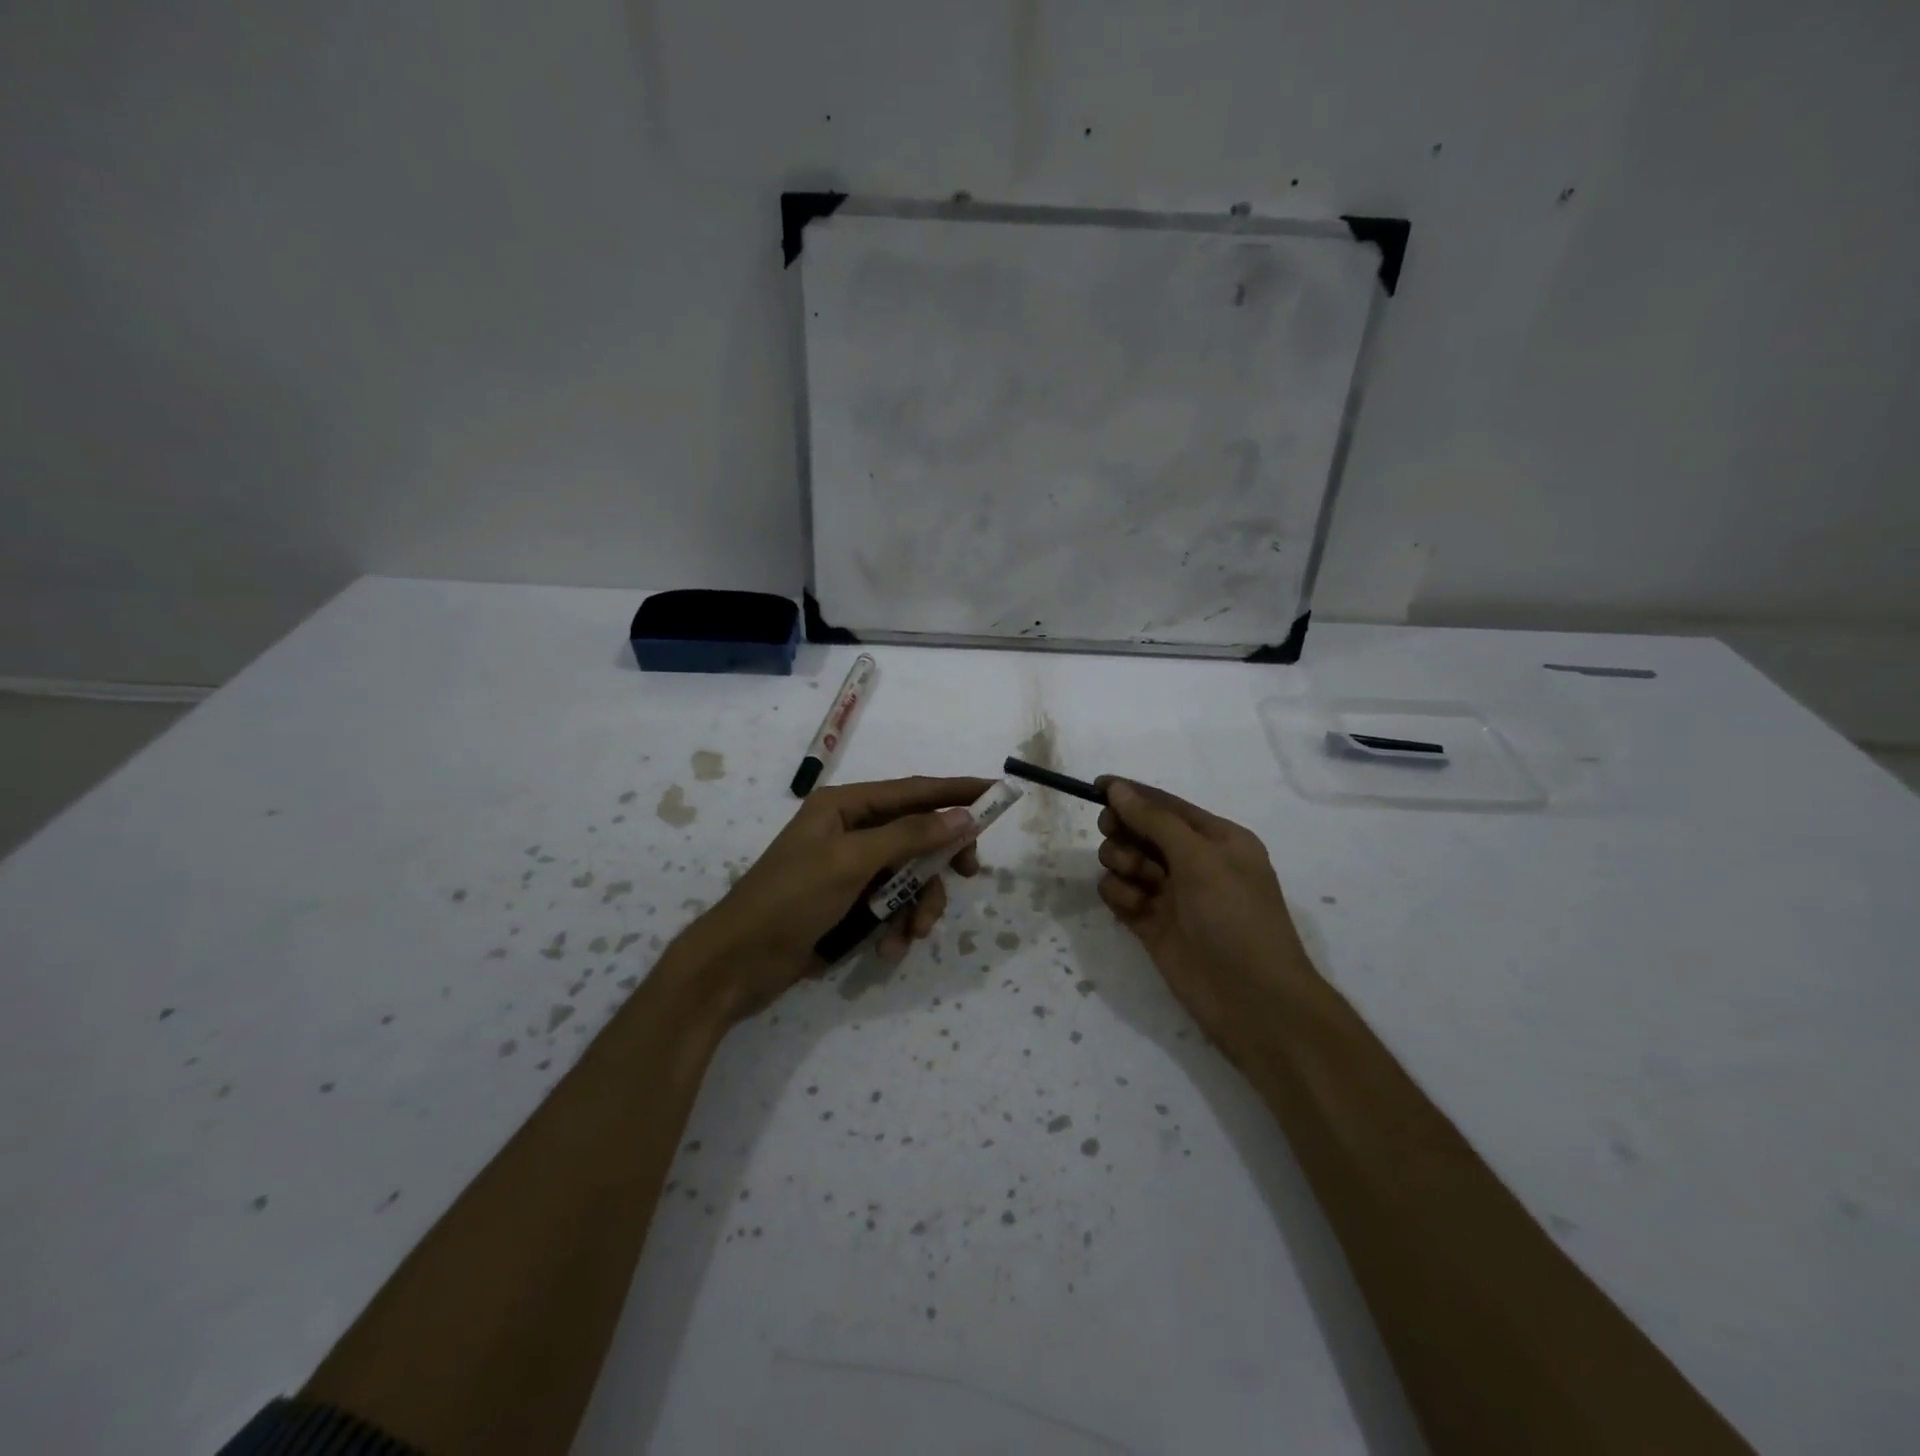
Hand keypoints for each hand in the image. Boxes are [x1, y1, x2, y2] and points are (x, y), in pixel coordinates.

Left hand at [684, 776, 989, 1019]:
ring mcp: (851, 869)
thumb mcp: (851, 862)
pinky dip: (897, 925)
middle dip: (939, 860)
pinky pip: (892, 905)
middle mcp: (851, 831)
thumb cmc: (790, 900)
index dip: (957, 791)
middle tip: (969, 874)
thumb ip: (909, 836)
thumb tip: (962, 816)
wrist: (737, 964)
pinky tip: (888, 948)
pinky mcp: (850, 904)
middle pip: (917, 834)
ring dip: (919, 904)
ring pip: (910, 875)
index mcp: (845, 806)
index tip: (997, 793)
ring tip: (913, 933)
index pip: (913, 791)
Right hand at [1095, 779, 1313, 1048]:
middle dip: (1124, 829)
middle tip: (1111, 832)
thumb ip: (1155, 821)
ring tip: (1135, 880)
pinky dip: (1119, 895)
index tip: (1095, 787)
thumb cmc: (1235, 917)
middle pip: (1141, 830)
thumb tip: (1118, 789)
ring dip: (1122, 863)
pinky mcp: (1151, 924)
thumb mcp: (1200, 859)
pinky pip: (1121, 895)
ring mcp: (1171, 895)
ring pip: (1127, 862)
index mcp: (1217, 839)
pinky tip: (1132, 907)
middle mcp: (1193, 862)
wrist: (1252, 1000)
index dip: (1132, 794)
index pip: (1166, 805)